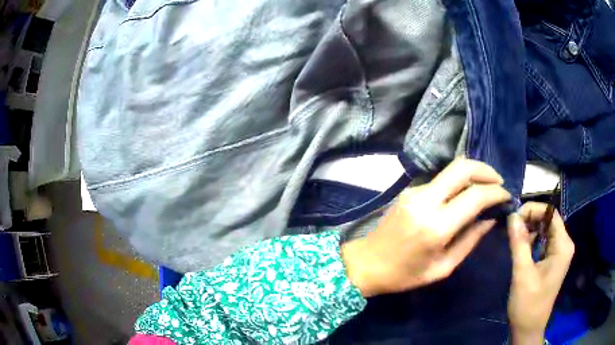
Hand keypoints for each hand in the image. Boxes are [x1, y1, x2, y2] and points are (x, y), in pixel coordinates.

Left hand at [341, 158, 510, 296]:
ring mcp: (415, 191)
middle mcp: (425, 201)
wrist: (366, 263)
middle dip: (486, 171)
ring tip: (487, 187)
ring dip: (473, 173)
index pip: (475, 196)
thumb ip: (470, 241)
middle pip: (462, 167)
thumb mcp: (443, 267)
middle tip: (499, 182)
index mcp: (436, 226)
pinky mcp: (409, 190)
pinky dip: (458, 181)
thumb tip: (490, 219)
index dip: (496, 192)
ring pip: (451, 170)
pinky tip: (465, 194)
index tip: (507, 196)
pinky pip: (441, 179)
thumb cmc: (405, 274)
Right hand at [507, 203, 574, 344]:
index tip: (514, 217)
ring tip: (513, 234)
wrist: (528, 328)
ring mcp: (559, 252)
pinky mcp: (552, 259)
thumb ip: (519, 243)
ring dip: (530, 229)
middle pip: (549, 220)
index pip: (551, 213)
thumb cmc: (528, 304)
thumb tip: (512, 215)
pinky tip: (520, 245)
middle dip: (530, 219)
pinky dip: (532, 239)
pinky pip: (543, 241)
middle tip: (511, 226)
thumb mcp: (522, 274)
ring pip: (545, 229)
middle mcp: (564, 244)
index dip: (533, 209)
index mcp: (563, 245)